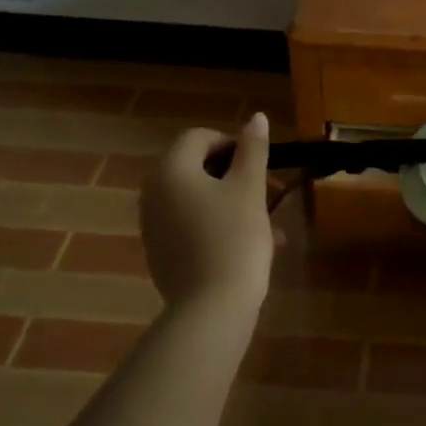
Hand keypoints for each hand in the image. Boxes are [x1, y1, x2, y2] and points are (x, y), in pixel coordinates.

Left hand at [140, 114, 275, 311]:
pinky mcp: (161, 253)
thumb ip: (254, 149)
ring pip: (200, 200)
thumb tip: (256, 117)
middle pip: (198, 169)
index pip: (199, 137)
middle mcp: (153, 193)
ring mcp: (154, 226)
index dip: (233, 144)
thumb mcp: (250, 188)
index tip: (261, 166)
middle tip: (271, 194)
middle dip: (237, 177)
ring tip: (272, 226)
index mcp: (171, 170)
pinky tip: (254, 247)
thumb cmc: (234, 238)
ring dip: (234, 203)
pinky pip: (192, 226)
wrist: (212, 309)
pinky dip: (219, 226)